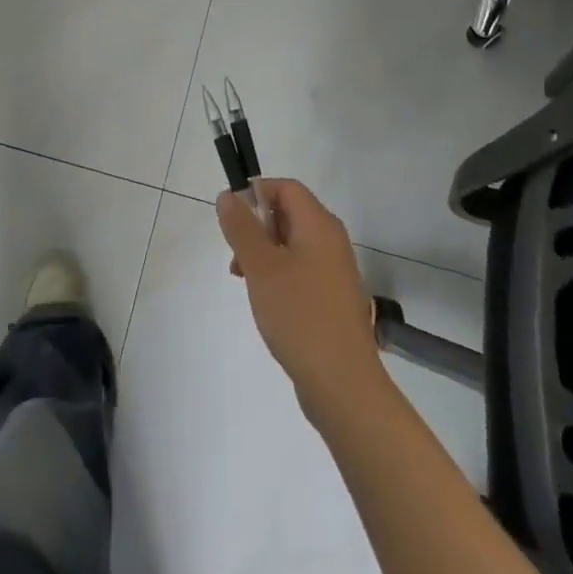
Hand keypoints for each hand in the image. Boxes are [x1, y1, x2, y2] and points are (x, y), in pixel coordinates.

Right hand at [216, 180, 388, 419]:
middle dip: (257, 228)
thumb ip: (242, 228)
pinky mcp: (334, 299)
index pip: (287, 188)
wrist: (343, 385)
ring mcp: (336, 271)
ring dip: (265, 255)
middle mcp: (332, 241)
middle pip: (290, 214)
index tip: (232, 219)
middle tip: (236, 258)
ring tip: (246, 283)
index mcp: (319, 225)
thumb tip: (229, 195)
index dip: (257, 193)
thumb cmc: (300, 316)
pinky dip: (280, 276)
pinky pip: (302, 271)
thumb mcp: (261, 268)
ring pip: (293, 245)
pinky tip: (268, 304)